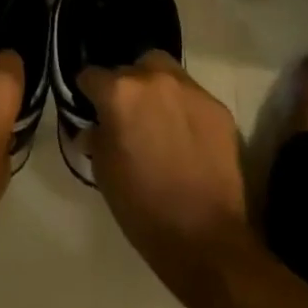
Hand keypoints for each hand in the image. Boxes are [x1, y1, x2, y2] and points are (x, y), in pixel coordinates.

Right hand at [79, 52, 251, 295]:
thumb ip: (96, 137)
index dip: (88, 93)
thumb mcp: (103, 172)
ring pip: (165, 73)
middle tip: (128, 116)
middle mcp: (154, 79)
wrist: (207, 240)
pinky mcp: (218, 108)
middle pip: (132, 68)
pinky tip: (186, 138)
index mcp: (120, 93)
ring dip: (157, 90)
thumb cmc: (143, 208)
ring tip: (159, 120)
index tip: (91, 109)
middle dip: (126, 86)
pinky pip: (192, 97)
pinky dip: (184, 109)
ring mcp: (190, 90)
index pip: (92, 76)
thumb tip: (95, 126)